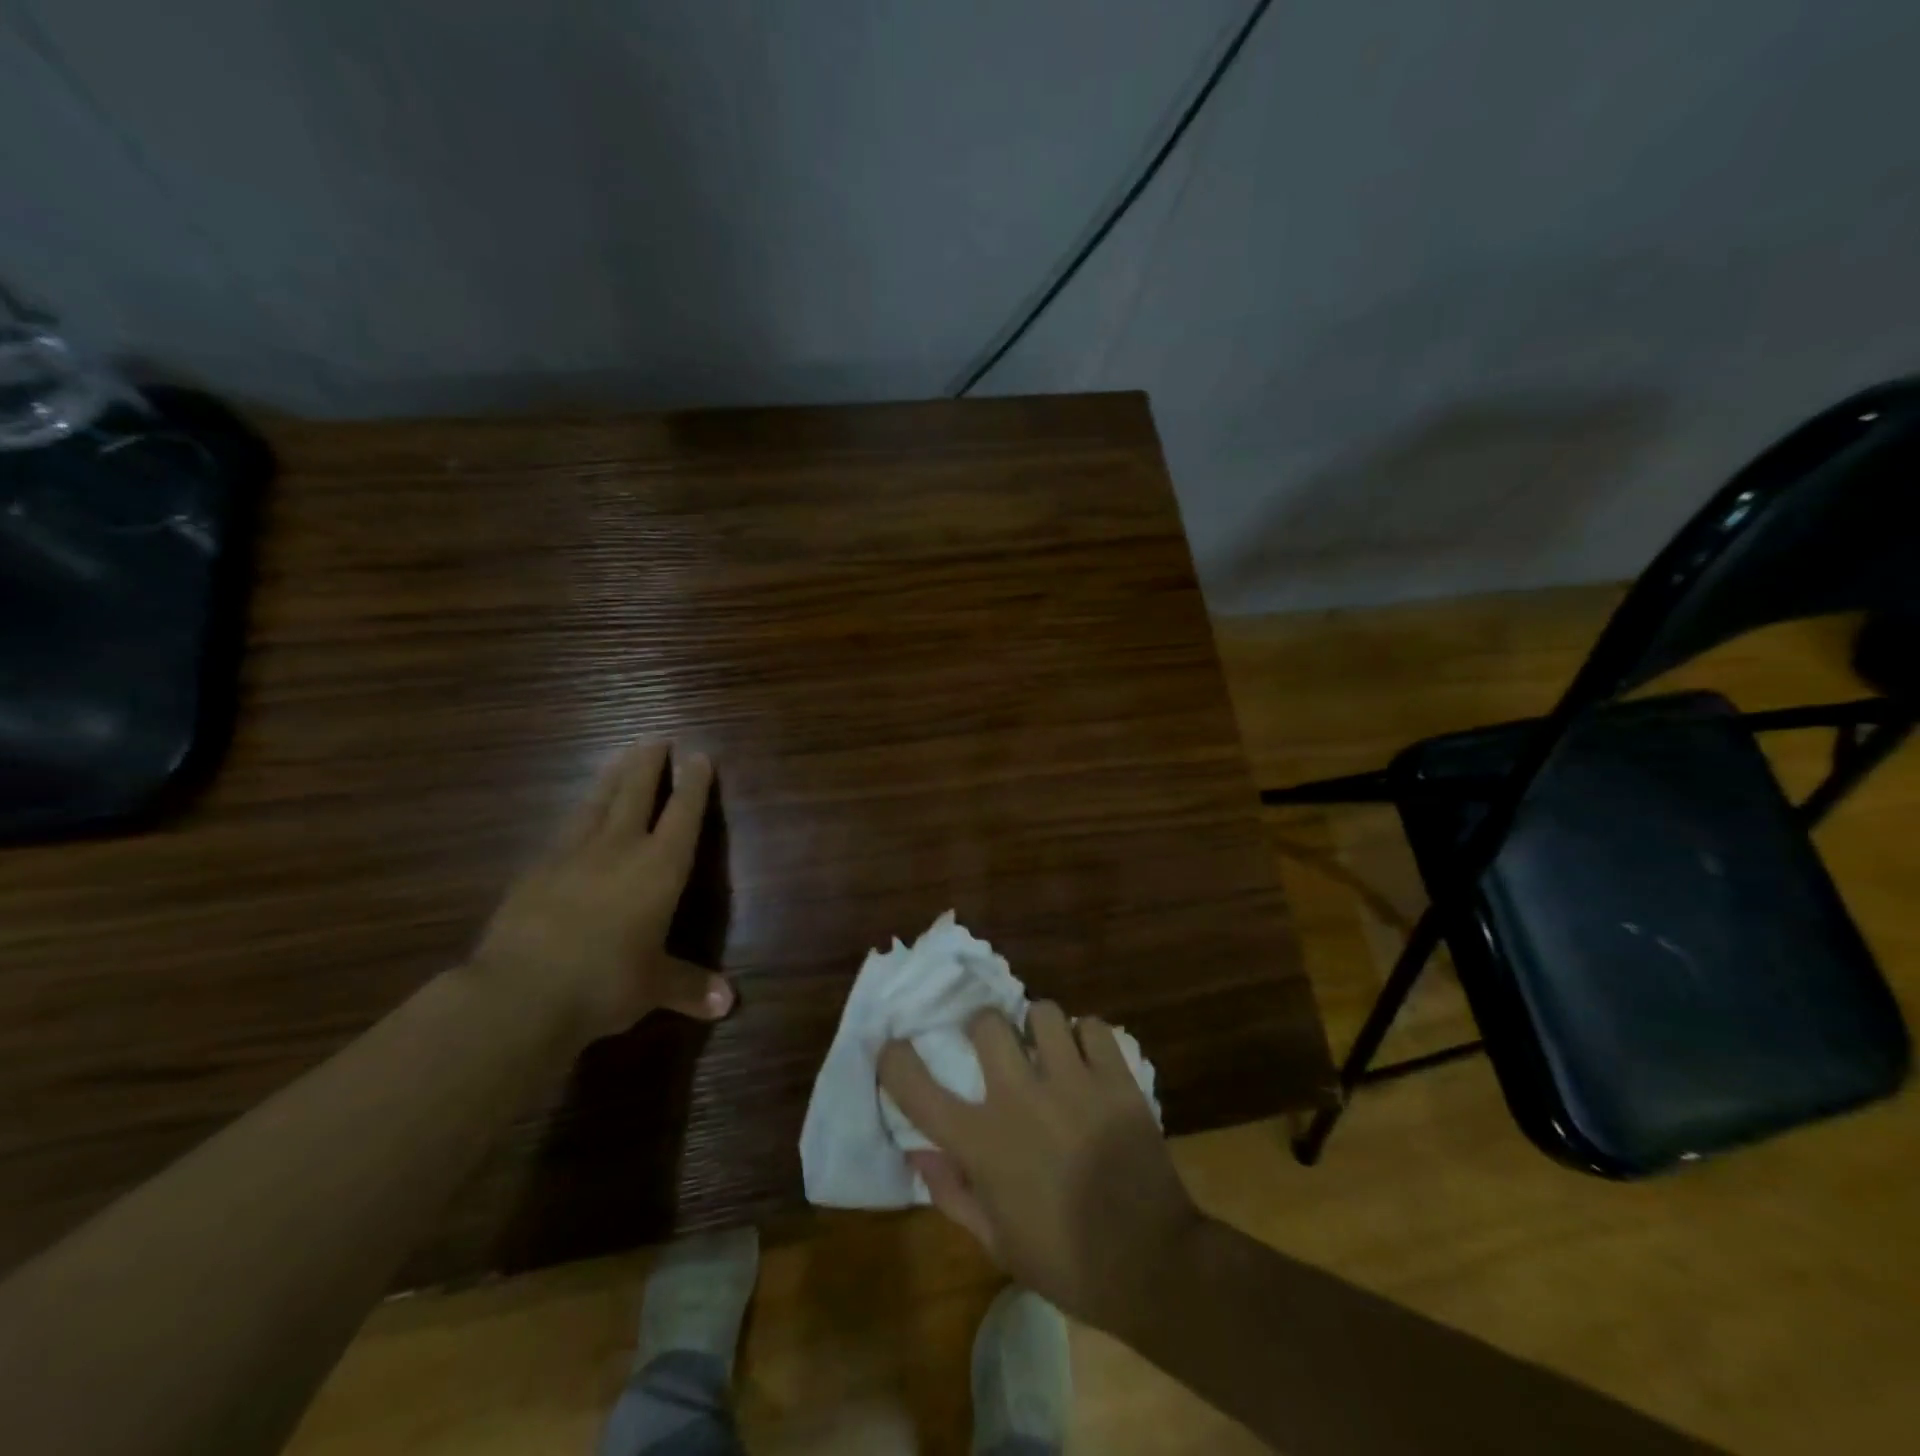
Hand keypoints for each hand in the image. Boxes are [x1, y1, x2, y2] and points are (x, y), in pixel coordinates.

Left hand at [468, 741, 732, 1046]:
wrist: (520, 992)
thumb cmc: (605, 982)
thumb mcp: (654, 987)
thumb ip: (689, 987)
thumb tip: (728, 1004)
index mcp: (659, 869)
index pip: (683, 816)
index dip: (694, 785)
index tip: (699, 756)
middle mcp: (619, 850)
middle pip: (636, 794)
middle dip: (649, 765)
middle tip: (656, 738)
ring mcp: (571, 856)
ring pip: (596, 803)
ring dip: (612, 777)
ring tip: (620, 756)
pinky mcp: (534, 871)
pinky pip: (564, 831)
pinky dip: (578, 815)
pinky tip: (576, 816)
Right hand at [879, 1005, 1202, 1335]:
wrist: (1152, 1265)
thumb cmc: (1066, 1262)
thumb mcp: (997, 1242)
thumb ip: (952, 1193)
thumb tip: (917, 1153)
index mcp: (982, 1142)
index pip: (917, 1087)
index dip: (895, 1059)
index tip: (895, 1048)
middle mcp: (1019, 1098)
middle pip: (986, 1022)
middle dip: (984, 1028)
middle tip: (997, 1049)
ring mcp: (1071, 1082)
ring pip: (1041, 1012)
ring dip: (1037, 1027)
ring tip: (1047, 1049)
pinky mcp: (1115, 1078)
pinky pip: (1091, 1026)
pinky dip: (1085, 1037)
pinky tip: (1087, 1060)